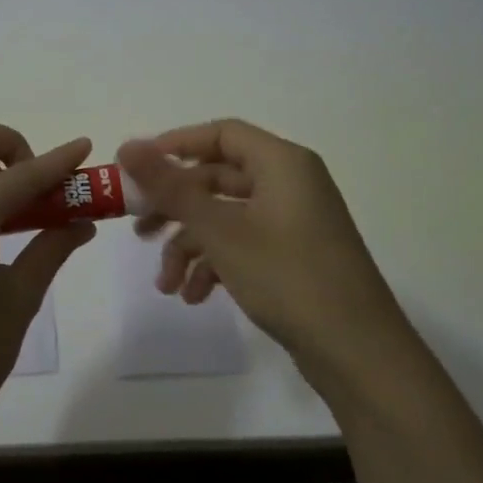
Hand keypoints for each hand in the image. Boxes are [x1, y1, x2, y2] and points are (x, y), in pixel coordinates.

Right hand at [117, 120, 411, 379]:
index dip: (175, 145)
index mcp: (282, 163)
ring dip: (190, 247)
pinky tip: (194, 296)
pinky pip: (243, 245)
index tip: (136, 170)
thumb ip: (171, 187)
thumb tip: (128, 145)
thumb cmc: (286, 276)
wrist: (355, 349)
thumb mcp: (220, 230)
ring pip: (226, 218)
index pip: (221, 134)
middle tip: (139, 231)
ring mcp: (293, 222)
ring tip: (166, 285)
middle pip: (218, 179)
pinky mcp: (293, 256)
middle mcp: (290, 184)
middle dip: (175, 208)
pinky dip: (215, 265)